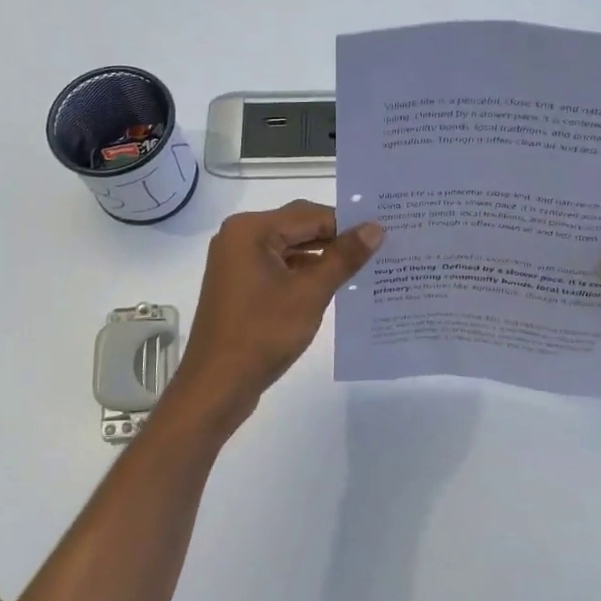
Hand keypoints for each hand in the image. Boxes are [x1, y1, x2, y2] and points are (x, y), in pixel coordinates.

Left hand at [176, 201, 383, 410]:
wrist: (217, 385)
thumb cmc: (262, 333)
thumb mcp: (310, 293)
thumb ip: (344, 257)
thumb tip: (376, 228)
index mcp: (251, 229)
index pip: (310, 215)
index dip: (347, 223)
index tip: (383, 233)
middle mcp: (239, 236)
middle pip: (298, 227)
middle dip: (335, 238)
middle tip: (379, 246)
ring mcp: (237, 261)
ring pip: (290, 248)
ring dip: (322, 256)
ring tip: (363, 266)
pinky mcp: (240, 284)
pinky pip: (279, 267)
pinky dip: (304, 273)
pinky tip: (333, 285)